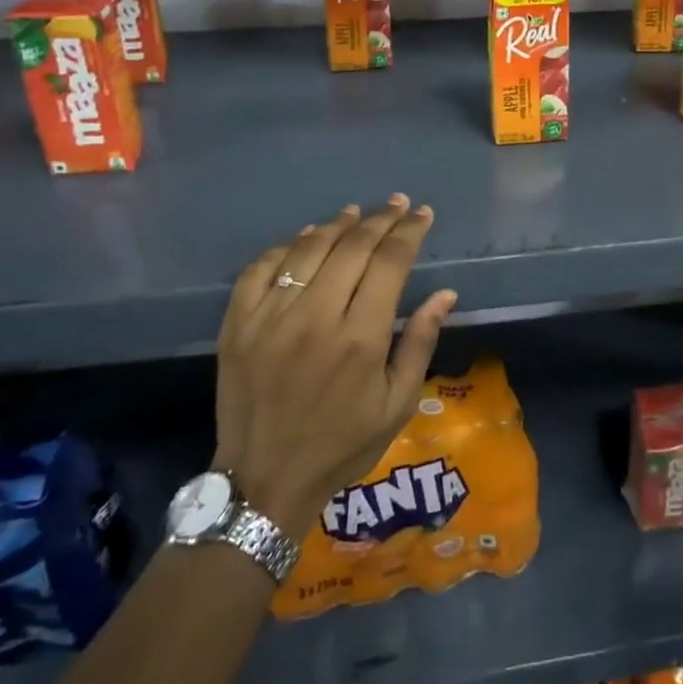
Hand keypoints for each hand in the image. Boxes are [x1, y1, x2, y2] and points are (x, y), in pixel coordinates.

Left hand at [212, 196, 456, 537]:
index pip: (390, 263)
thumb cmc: (342, 445)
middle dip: (381, 219)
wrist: (264, 479)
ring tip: (357, 213)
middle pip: (352, 246)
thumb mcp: (397, 404)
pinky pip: (261, 268)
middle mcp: (316, 316)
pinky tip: (305, 239)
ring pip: (308, 249)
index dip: (409, 232)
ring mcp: (271, 317)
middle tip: (398, 204)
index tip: (422, 215)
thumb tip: (444, 293)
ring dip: (337, 225)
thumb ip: (421, 343)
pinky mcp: (238, 324)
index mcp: (360, 338)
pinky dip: (286, 246)